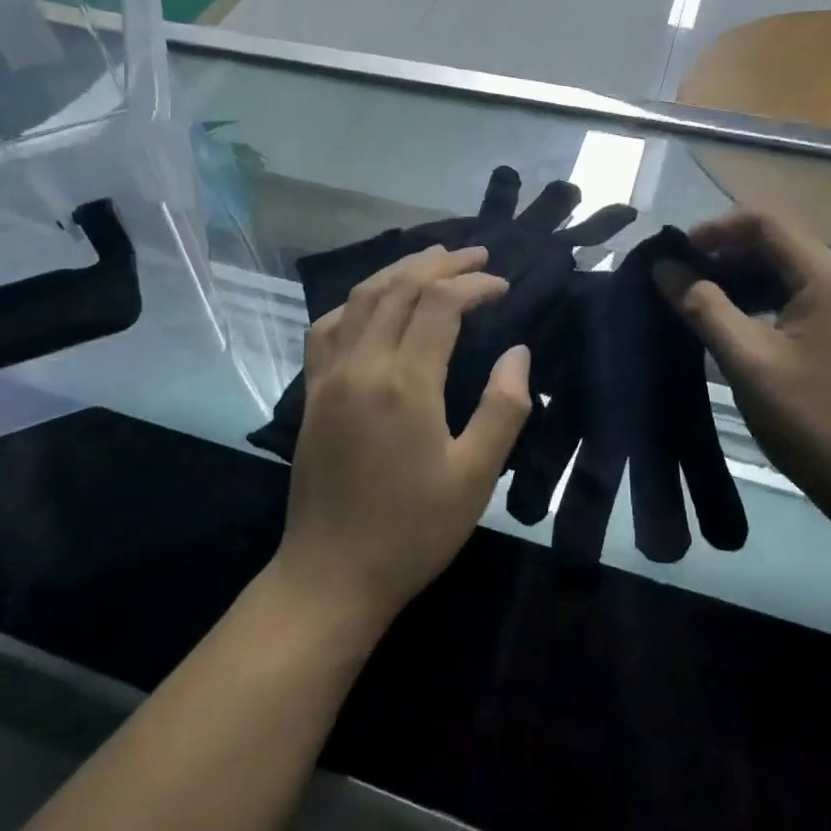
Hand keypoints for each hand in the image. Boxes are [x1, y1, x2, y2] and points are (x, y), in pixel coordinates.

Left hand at [271, 245, 531, 637]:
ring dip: (399, 270)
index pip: (440, 304)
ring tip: (433, 258)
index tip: (504, 286)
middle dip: (441, 263)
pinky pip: (328, 326)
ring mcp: (329, 376)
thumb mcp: (475, 477)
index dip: (475, 285)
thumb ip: (503, 408)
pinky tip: (372, 301)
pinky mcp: (312, 392)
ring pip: (361, 298)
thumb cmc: (412, 531)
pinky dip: (356, 300)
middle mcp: (362, 365)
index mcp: (404, 383)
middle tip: (477, 255)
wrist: (331, 575)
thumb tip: (517, 352)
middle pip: (399, 287)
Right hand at [657, 211, 830, 533]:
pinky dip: (760, 301)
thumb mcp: (748, 361)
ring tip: (698, 302)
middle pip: (776, 243)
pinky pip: (796, 298)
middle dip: (724, 253)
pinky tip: (734, 326)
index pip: (764, 223)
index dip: (715, 229)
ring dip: (740, 278)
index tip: (676, 254)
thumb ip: (703, 307)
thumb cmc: (813, 421)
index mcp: (826, 278)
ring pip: (785, 272)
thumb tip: (664, 267)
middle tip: (680, 280)